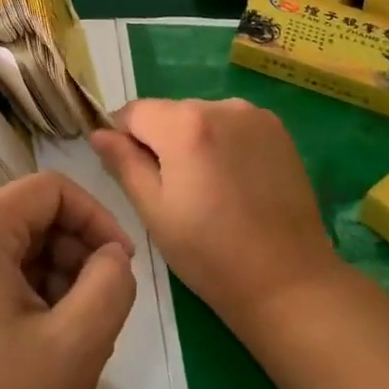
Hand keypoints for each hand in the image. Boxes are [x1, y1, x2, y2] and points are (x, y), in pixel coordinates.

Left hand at [0, 171, 137, 388]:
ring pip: (18, 249)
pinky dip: (32, 298)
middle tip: (101, 309)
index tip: (124, 266)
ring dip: (58, 279)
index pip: (50, 189)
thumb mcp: (76, 346)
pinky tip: (47, 348)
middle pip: (33, 217)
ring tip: (76, 336)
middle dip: (77, 253)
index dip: (96, 218)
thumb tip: (114, 256)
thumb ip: (111, 285)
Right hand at [91, 98, 341, 331]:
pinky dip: (223, 143)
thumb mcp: (154, 211)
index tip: (131, 172)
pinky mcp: (277, 129)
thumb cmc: (210, 254)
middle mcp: (219, 106)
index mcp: (184, 124)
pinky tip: (233, 181)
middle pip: (169, 112)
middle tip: (172, 190)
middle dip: (160, 140)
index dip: (123, 138)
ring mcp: (253, 115)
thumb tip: (98, 132)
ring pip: (201, 117)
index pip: (133, 112)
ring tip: (207, 189)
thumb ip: (123, 163)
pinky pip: (232, 124)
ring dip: (193, 140)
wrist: (289, 283)